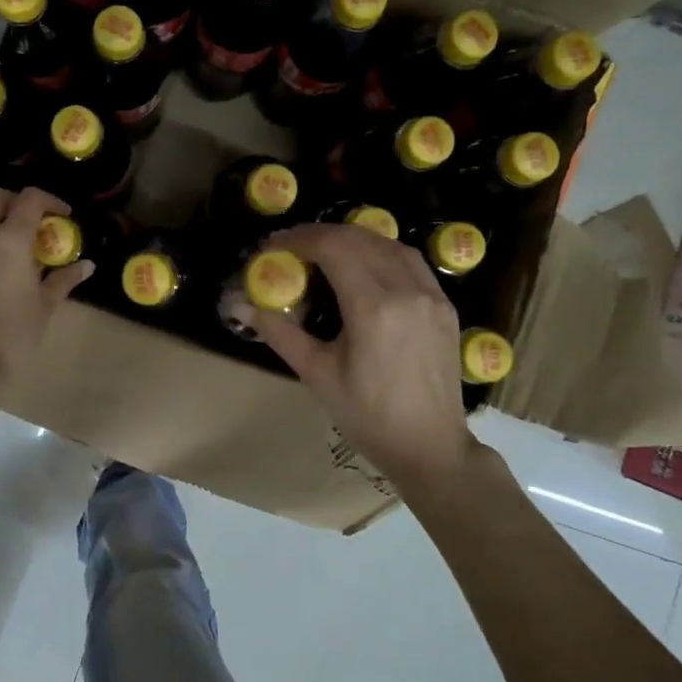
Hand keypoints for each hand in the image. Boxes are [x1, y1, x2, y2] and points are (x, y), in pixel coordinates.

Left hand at [0, 186, 91, 407]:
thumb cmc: (14, 336)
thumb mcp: (45, 306)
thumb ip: (64, 279)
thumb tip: (86, 266)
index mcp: (9, 240)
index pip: (30, 199)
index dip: (50, 200)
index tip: (63, 215)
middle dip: (16, 202)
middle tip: (34, 224)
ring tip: (16, 253)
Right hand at [249, 223, 486, 494]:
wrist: (430, 447)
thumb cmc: (367, 416)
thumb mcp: (317, 373)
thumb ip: (279, 331)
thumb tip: (237, 305)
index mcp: (373, 307)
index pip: (333, 247)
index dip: (299, 239)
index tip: (273, 246)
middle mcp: (406, 289)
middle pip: (359, 238)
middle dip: (320, 234)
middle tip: (290, 247)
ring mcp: (432, 295)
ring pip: (388, 243)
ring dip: (352, 238)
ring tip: (322, 251)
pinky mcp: (444, 305)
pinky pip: (410, 261)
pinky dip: (380, 251)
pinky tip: (362, 266)